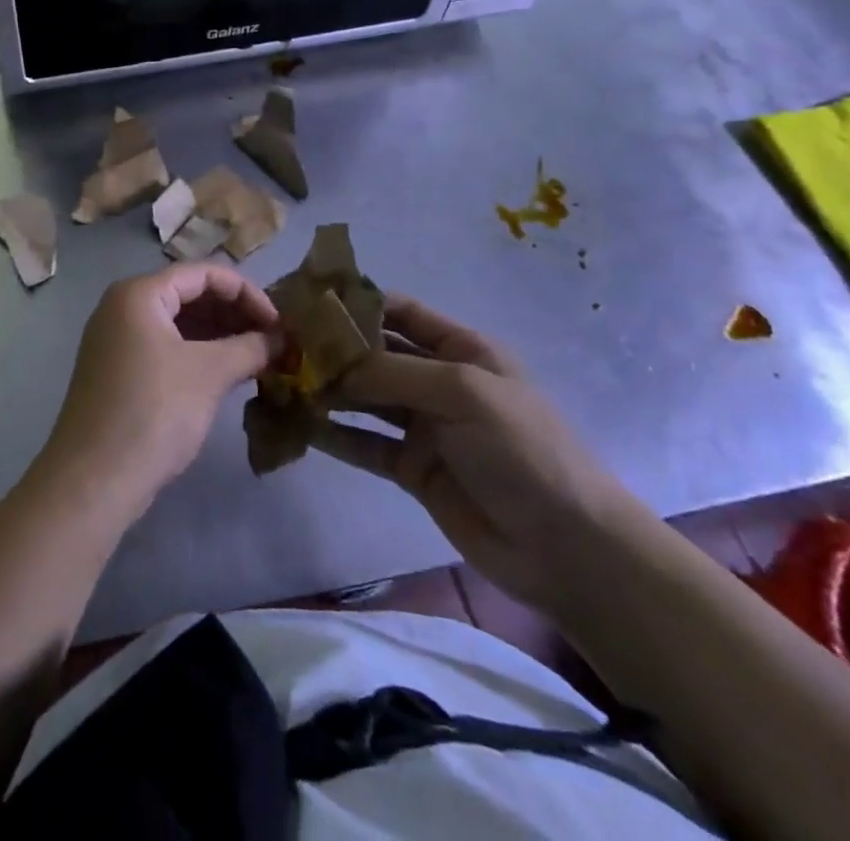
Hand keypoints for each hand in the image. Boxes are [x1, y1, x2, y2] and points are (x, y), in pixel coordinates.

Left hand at [38, 265, 279, 521]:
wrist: (93, 479)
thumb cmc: (153, 412)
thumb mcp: (209, 373)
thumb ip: (249, 347)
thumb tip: (279, 339)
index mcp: (139, 293)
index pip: (203, 273)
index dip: (246, 293)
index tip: (279, 323)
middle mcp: (123, 307)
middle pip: (189, 294)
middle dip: (234, 313)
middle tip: (272, 341)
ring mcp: (117, 339)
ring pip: (178, 322)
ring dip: (219, 334)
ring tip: (258, 356)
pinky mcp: (118, 369)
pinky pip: (165, 346)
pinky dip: (198, 353)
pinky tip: (228, 372)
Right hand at [311, 295, 651, 614]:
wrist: (568, 548)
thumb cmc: (523, 450)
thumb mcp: (463, 392)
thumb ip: (394, 372)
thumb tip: (332, 365)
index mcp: (460, 349)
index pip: (398, 311)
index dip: (355, 303)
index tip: (306, 301)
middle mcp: (437, 380)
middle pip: (375, 354)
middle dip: (332, 348)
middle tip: (280, 345)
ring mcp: (424, 426)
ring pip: (365, 398)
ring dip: (329, 390)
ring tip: (282, 383)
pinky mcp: (413, 469)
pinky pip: (366, 445)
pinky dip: (335, 436)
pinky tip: (301, 428)